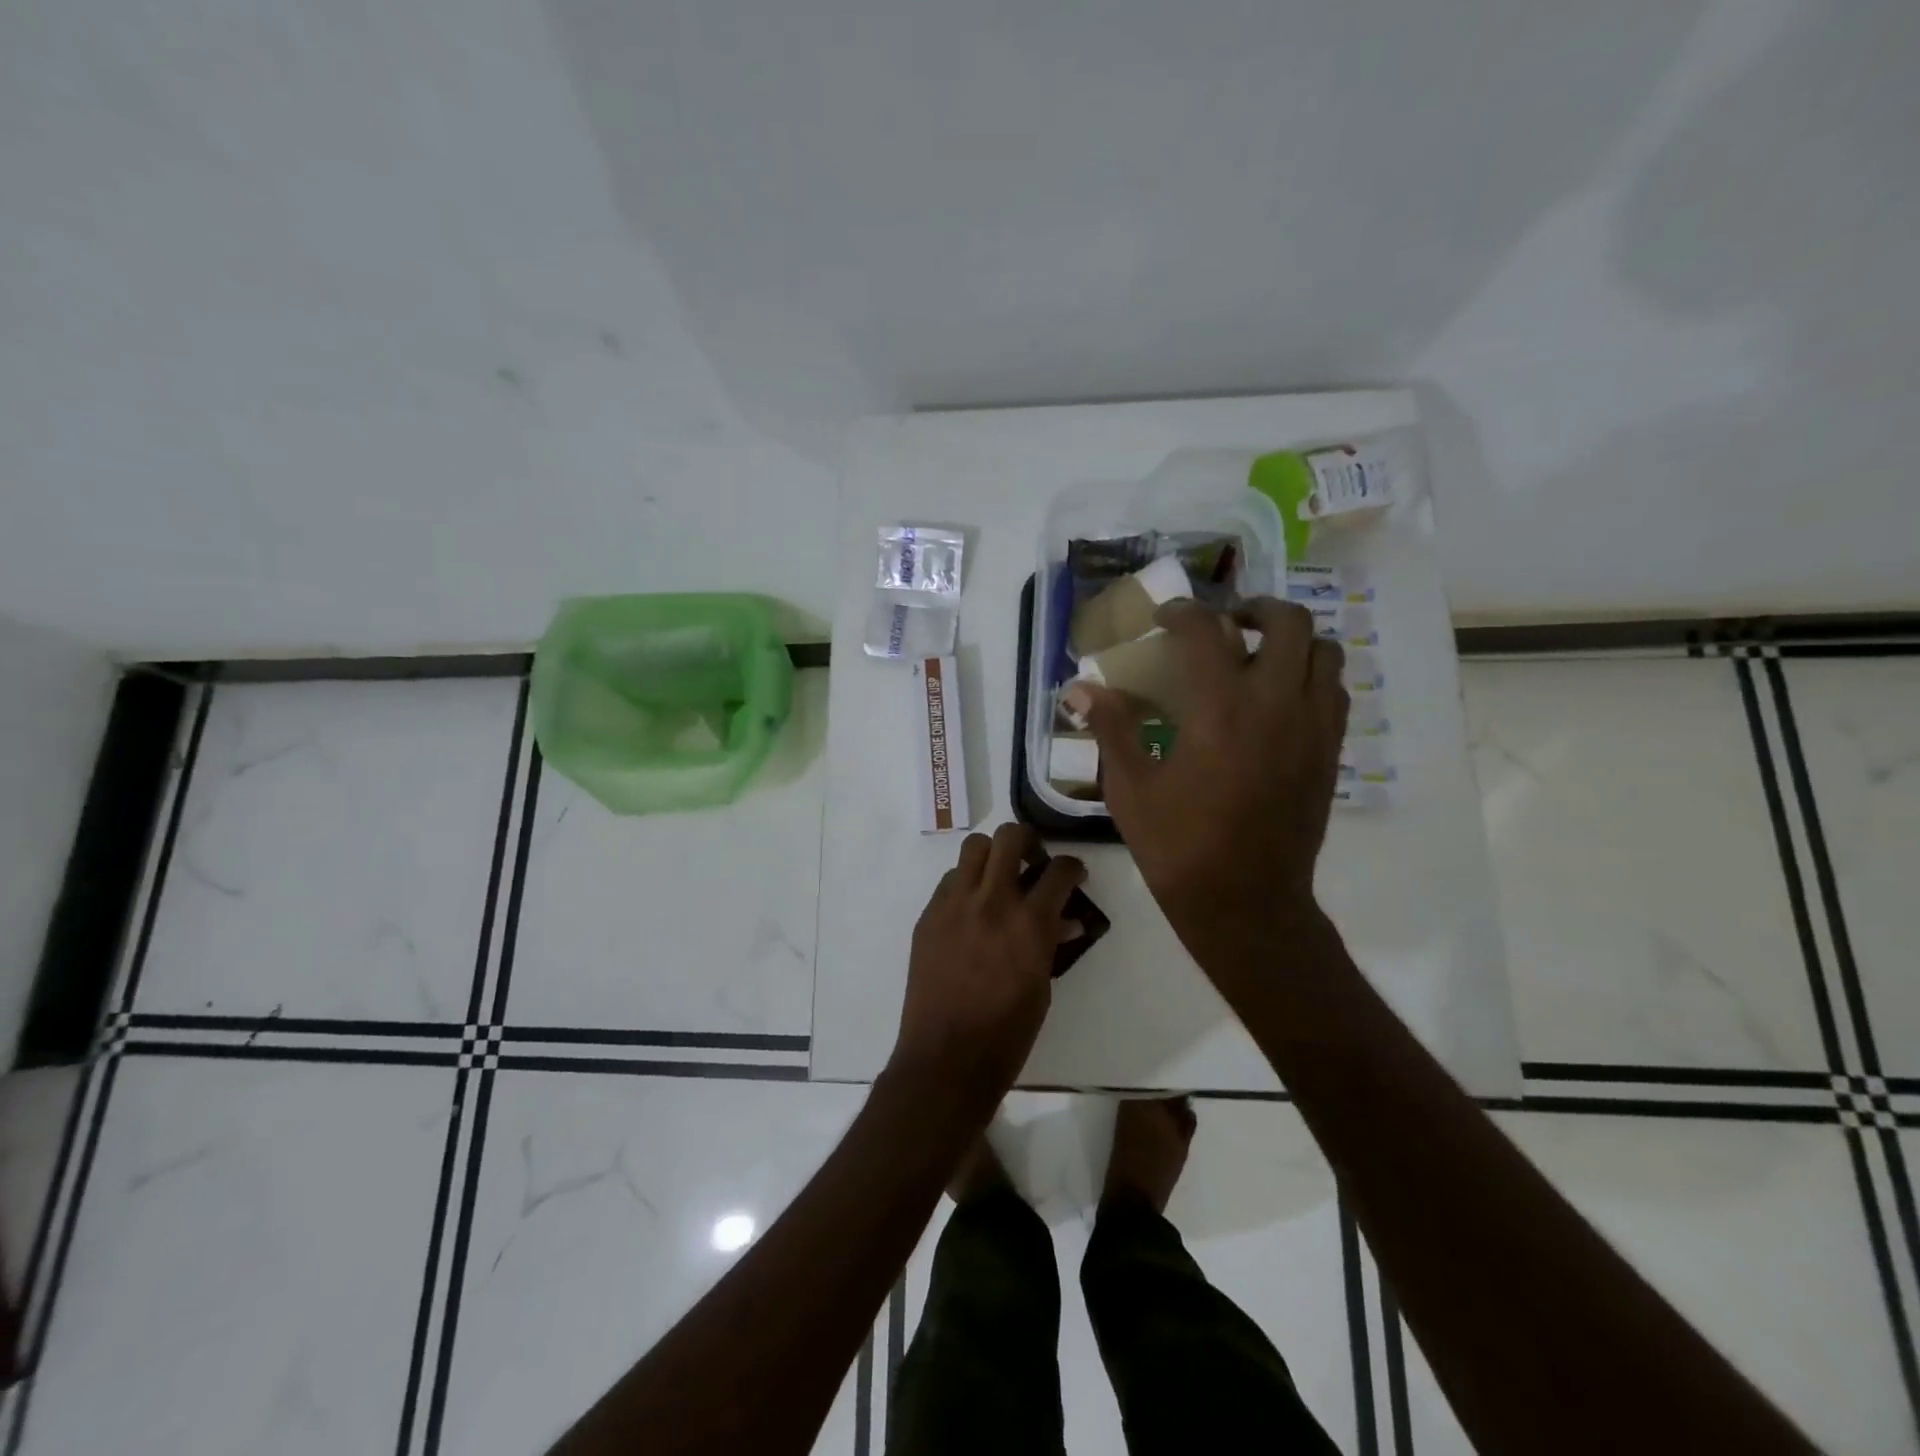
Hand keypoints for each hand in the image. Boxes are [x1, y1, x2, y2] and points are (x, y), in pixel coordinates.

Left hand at [889, 823, 1085, 1113]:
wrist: (946, 1058)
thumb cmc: (1007, 1033)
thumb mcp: (1042, 987)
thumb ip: (1051, 944)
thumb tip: (1065, 921)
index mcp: (1029, 922)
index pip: (1059, 870)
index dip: (1073, 867)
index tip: (1074, 875)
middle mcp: (991, 901)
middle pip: (1009, 837)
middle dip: (1028, 842)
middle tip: (1033, 863)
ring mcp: (954, 905)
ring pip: (973, 848)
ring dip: (992, 857)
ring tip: (998, 881)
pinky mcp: (928, 916)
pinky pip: (950, 881)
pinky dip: (966, 884)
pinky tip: (971, 911)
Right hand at [1063, 598, 1346, 968]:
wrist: (1245, 902)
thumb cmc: (1178, 846)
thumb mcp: (1130, 788)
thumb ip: (1111, 728)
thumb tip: (1080, 688)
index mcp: (1220, 710)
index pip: (1207, 632)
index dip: (1182, 613)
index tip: (1164, 618)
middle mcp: (1276, 705)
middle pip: (1289, 623)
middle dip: (1255, 609)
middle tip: (1225, 624)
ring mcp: (1313, 728)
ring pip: (1325, 652)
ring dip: (1291, 641)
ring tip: (1257, 656)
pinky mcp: (1329, 753)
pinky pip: (1334, 691)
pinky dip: (1310, 675)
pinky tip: (1277, 699)